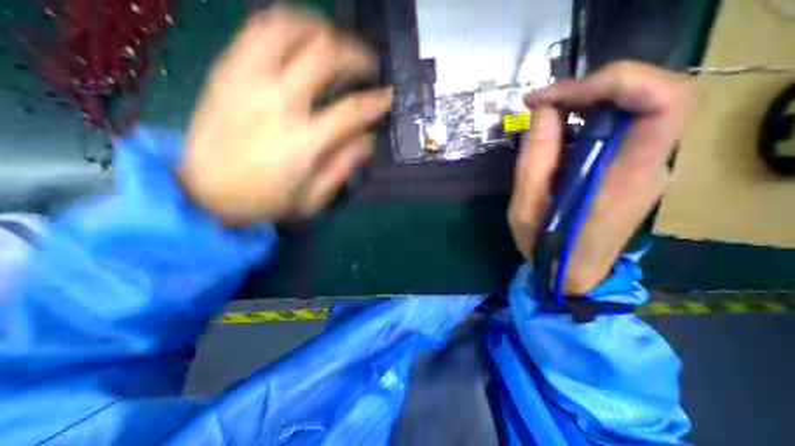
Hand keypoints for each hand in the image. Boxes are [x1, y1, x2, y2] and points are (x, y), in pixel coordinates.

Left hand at [178, 5, 392, 224]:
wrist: (203, 192)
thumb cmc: (264, 200)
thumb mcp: (312, 199)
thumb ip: (342, 167)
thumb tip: (367, 140)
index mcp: (302, 142)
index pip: (350, 110)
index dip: (376, 100)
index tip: (388, 96)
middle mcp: (276, 103)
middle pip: (323, 57)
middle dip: (355, 55)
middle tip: (368, 65)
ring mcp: (247, 81)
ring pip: (288, 29)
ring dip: (321, 30)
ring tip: (336, 42)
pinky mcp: (227, 72)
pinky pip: (257, 31)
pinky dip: (286, 26)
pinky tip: (301, 39)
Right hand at [513, 60, 692, 294]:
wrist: (573, 273)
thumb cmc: (546, 245)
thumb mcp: (526, 205)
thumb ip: (535, 158)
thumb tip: (545, 111)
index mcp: (624, 178)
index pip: (663, 102)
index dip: (614, 82)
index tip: (556, 97)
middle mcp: (650, 166)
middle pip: (648, 98)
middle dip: (591, 89)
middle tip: (542, 104)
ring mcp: (646, 169)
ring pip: (632, 112)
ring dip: (587, 104)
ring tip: (545, 117)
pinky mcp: (633, 173)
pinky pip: (620, 131)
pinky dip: (590, 121)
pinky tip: (559, 135)